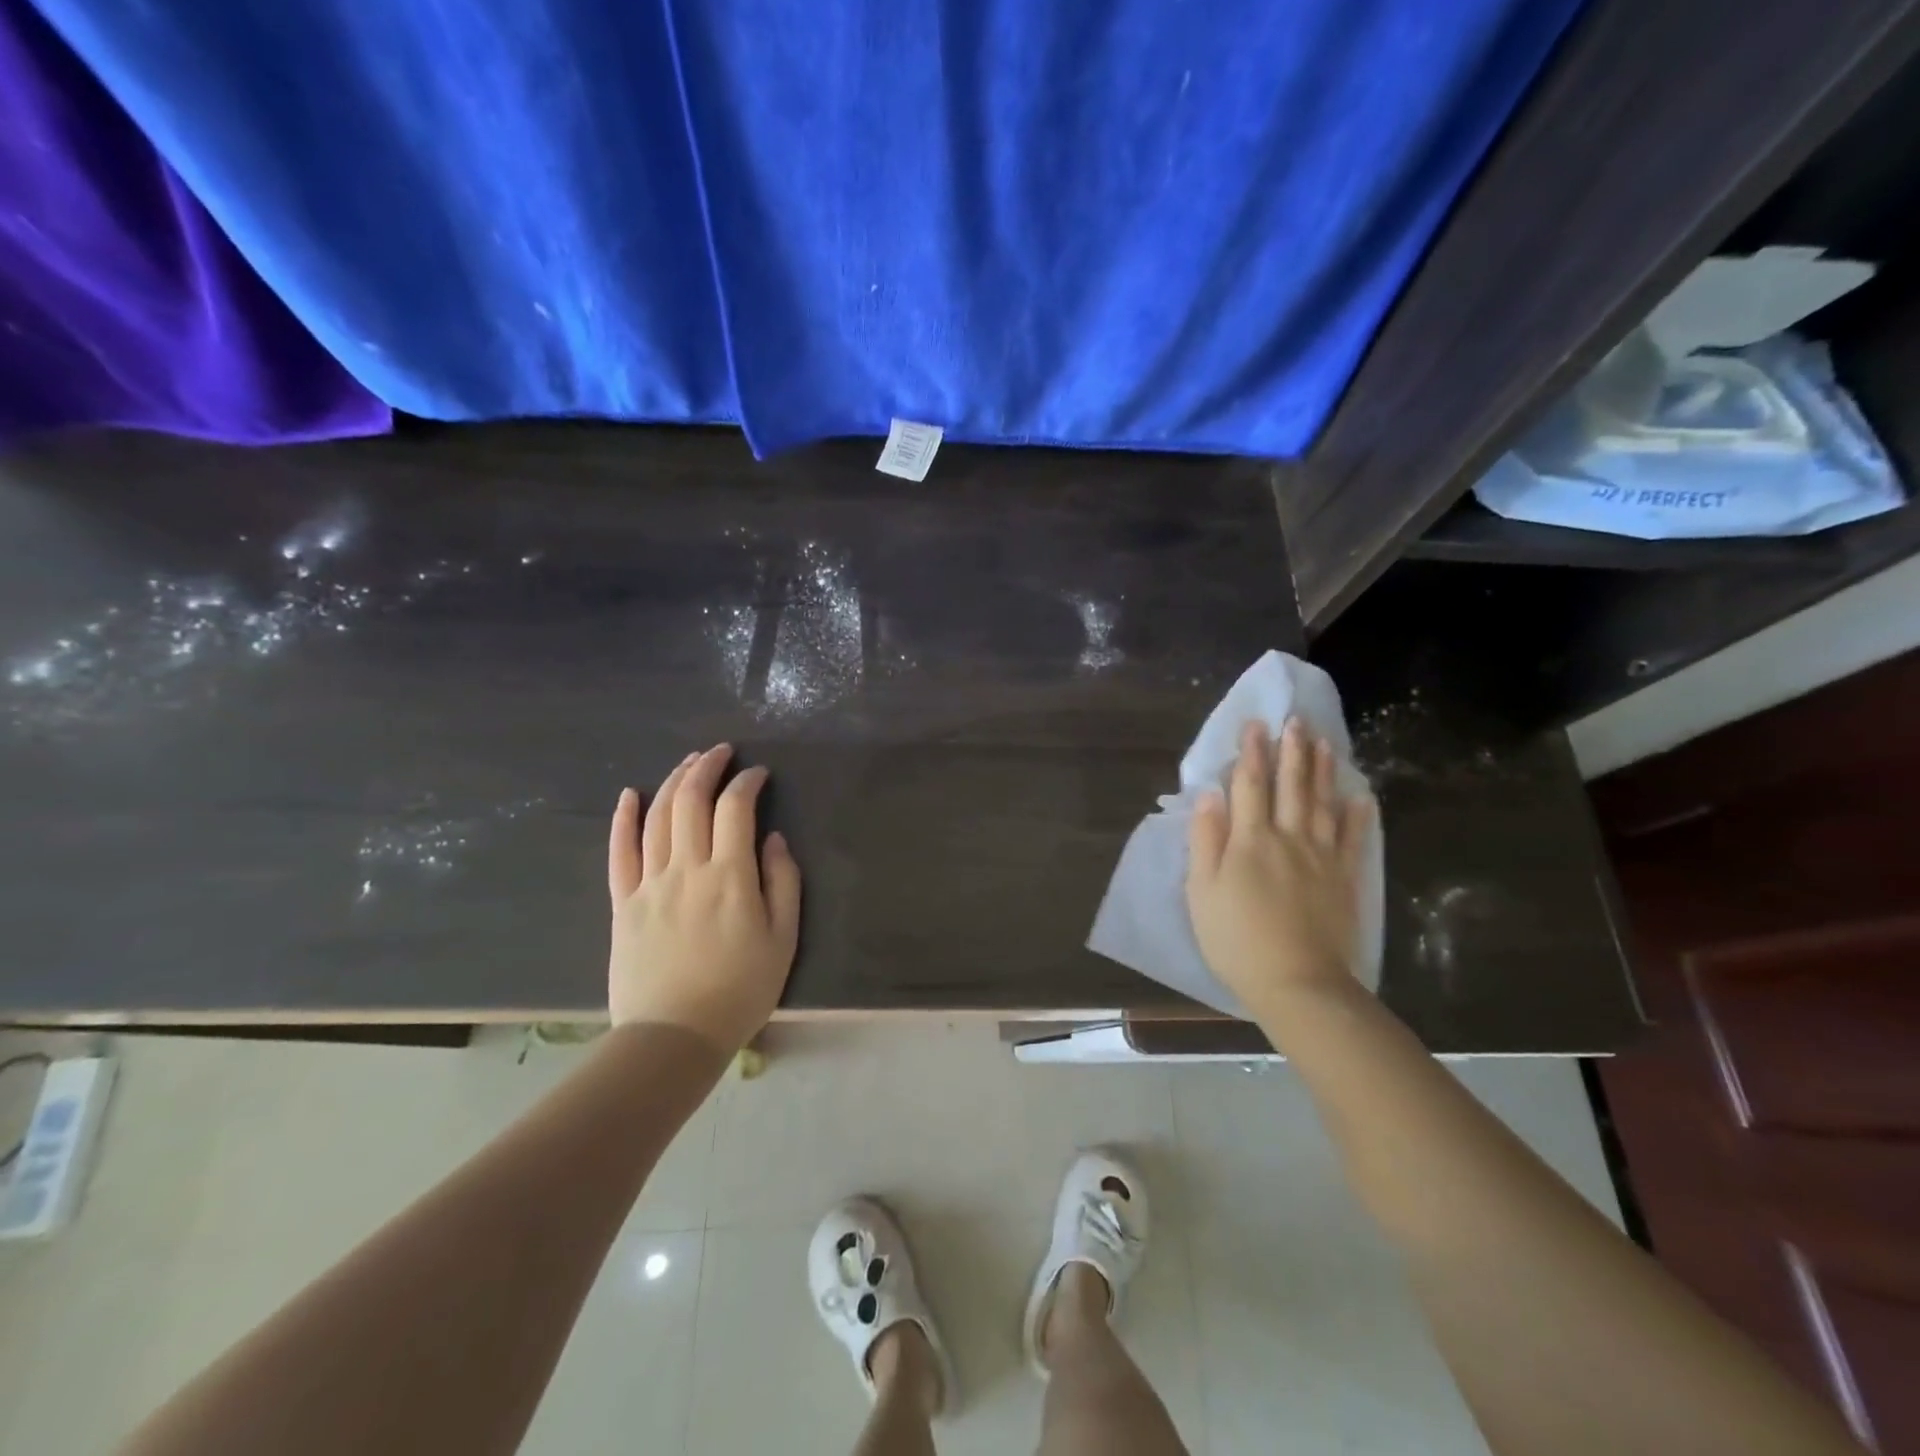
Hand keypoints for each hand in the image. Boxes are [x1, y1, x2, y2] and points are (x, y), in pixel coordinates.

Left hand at [606, 744, 801, 1052]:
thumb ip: (782, 883)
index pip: (735, 809)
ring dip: (673, 781)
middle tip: (721, 752)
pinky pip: (619, 852)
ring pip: (656, 817)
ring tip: (688, 763)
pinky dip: (623, 819)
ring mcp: (649, 883)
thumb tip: (773, 839)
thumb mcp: (783, 939)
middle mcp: (686, 868)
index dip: (747, 782)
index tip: (759, 774)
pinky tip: (629, 795)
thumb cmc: (740, 990)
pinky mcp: (622, 903)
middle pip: (690, 801)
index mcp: (730, 876)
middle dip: (707, 767)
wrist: (674, 1036)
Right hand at [1186, 717, 1373, 1015]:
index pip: (1249, 786)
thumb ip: (1206, 840)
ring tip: (1325, 743)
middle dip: (1291, 751)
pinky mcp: (1345, 880)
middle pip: (1290, 787)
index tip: (1255, 725)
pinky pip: (1353, 840)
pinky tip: (1360, 798)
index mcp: (1250, 841)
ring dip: (1322, 771)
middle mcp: (1288, 839)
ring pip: (1323, 804)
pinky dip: (1357, 817)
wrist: (1298, 983)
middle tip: (1296, 721)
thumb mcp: (1202, 892)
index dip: (1251, 753)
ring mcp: (1322, 858)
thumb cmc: (1237, 940)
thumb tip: (1209, 795)